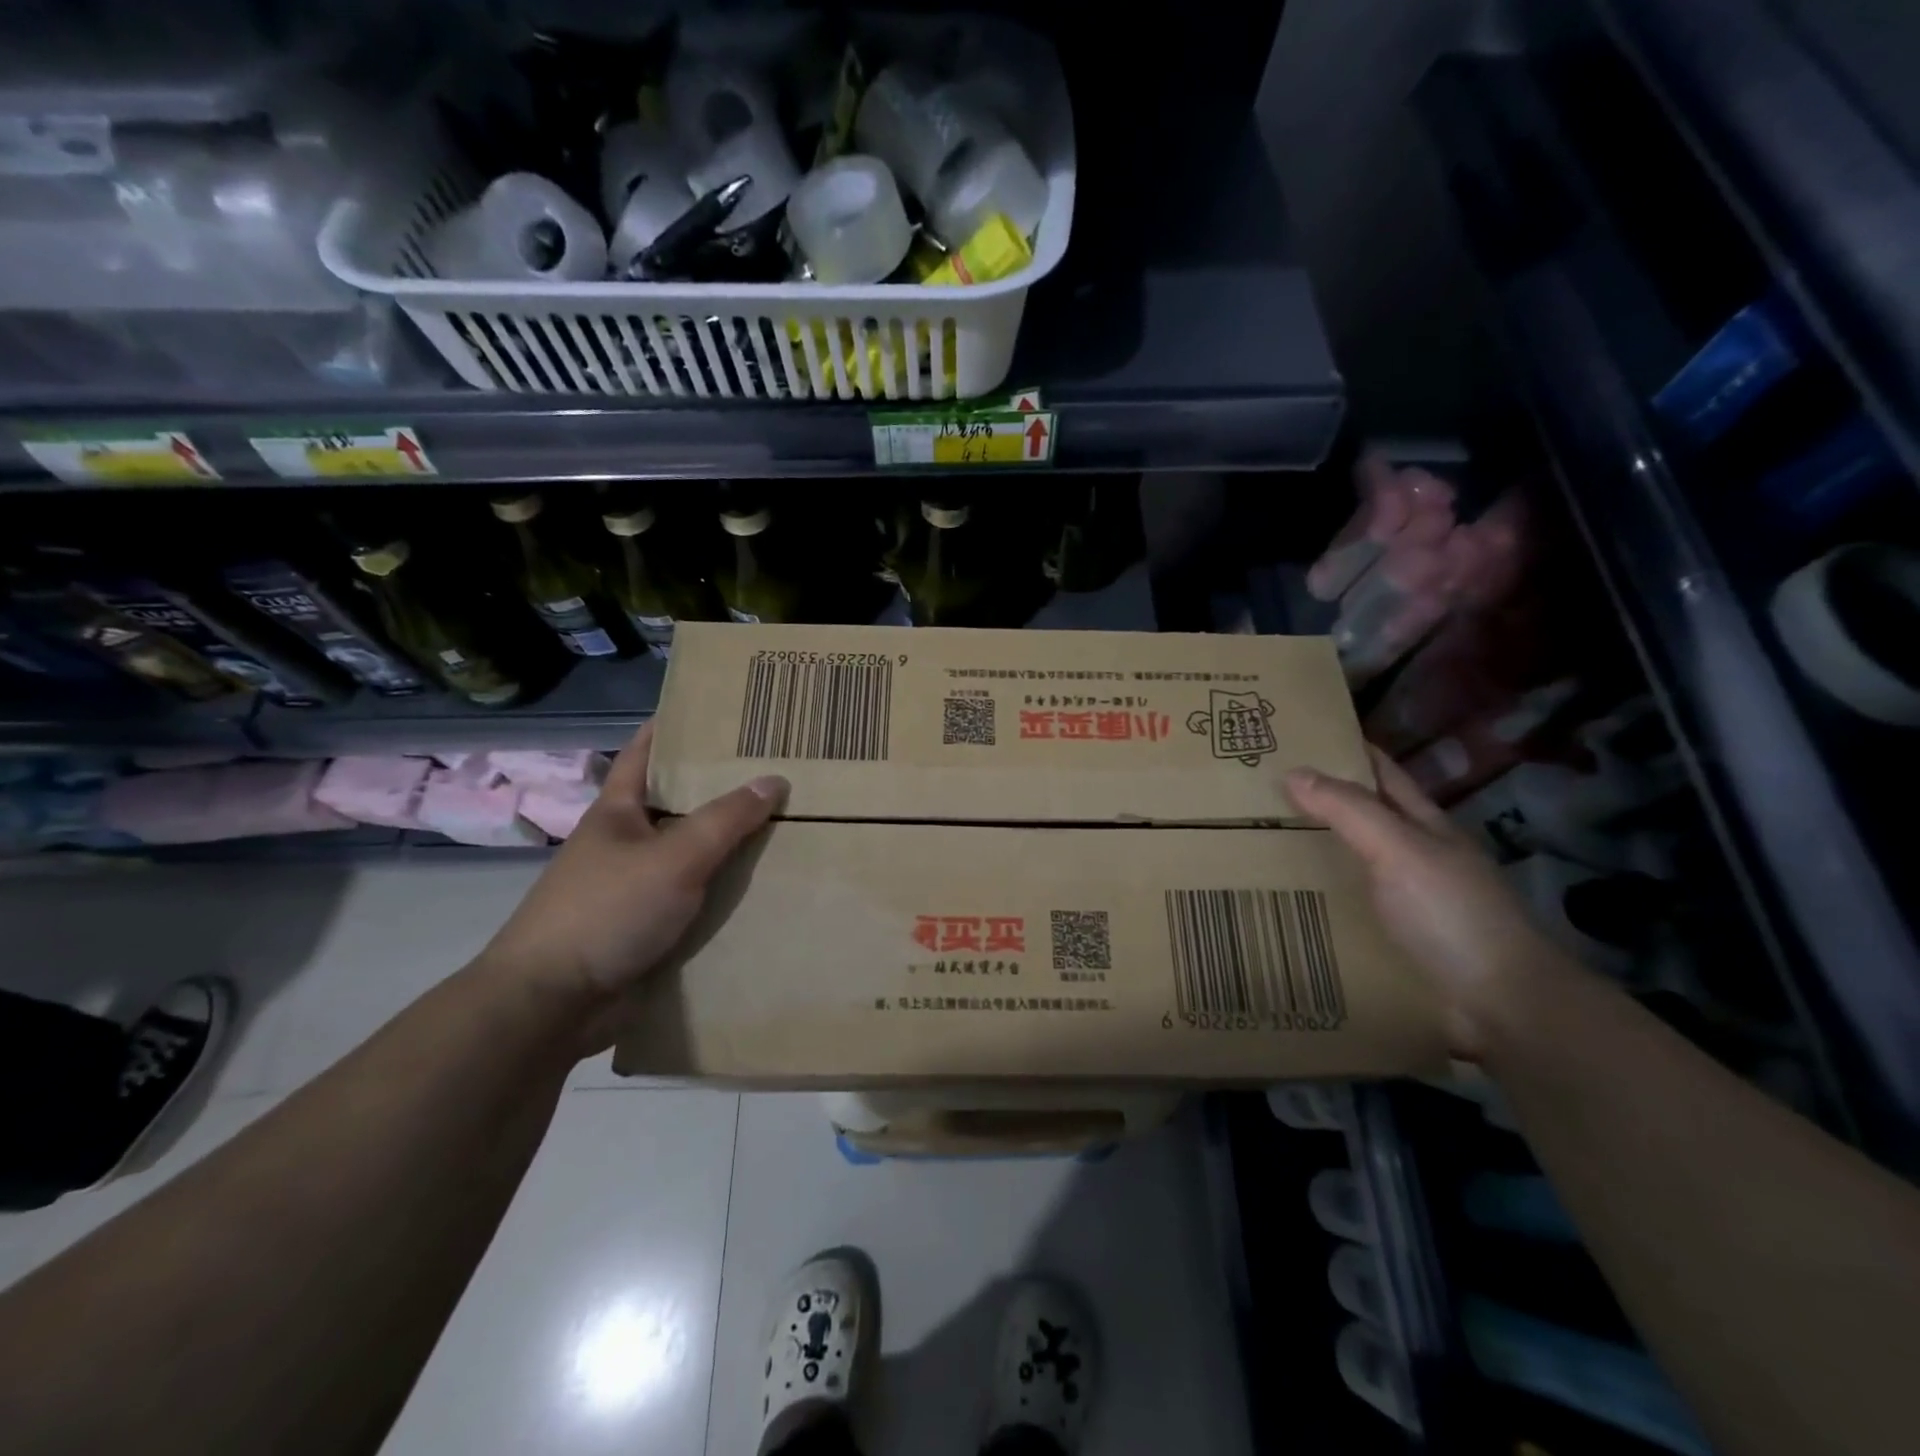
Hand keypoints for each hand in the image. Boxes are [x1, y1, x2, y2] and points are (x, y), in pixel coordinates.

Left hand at [477, 723, 786, 1052]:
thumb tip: (774, 780)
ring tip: (780, 826)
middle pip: (676, 805)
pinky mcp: (645, 928)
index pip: (645, 754)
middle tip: (772, 770)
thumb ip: (726, 819)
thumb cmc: (608, 910)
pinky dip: (721, 893)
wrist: (554, 1003)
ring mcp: (633, 887)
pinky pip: (692, 900)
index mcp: (618, 812)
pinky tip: (759, 888)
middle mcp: (624, 844)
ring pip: (689, 855)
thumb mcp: (675, 856)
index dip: (673, 728)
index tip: (713, 712)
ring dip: (725, 845)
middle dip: (717, 788)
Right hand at [1285, 747, 1569, 1055]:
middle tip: (1255, 793)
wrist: (1502, 1005)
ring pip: (1349, 865)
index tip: (1298, 736)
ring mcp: (1405, 901)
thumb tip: (1292, 771)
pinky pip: (1344, 910)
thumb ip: (1350, 812)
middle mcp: (1414, 858)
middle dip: (1316, 803)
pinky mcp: (1392, 940)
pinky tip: (1280, 902)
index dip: (1347, 750)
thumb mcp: (1400, 850)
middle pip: (1361, 819)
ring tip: (1252, 845)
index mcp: (1424, 826)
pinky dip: (1315, 900)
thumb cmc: (1453, 913)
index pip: (1381, 775)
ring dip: (1311, 855)